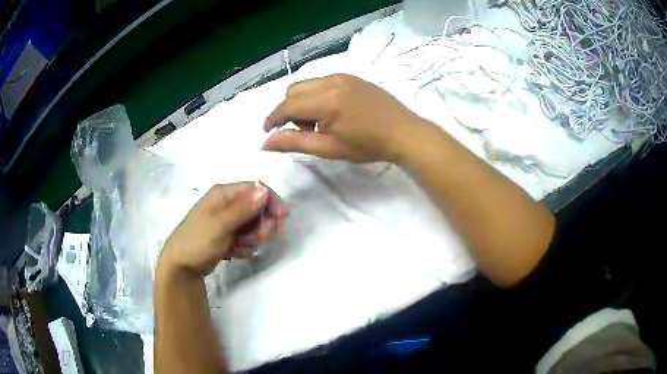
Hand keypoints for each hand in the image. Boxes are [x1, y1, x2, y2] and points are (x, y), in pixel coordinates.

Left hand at [158, 182, 288, 276]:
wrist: (181, 266)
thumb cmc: (197, 241)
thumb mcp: (220, 225)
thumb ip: (243, 209)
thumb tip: (264, 191)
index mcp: (223, 194)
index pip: (255, 189)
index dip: (270, 201)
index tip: (282, 217)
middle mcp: (226, 205)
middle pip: (257, 208)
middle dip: (262, 224)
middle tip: (261, 238)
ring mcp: (227, 222)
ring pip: (253, 225)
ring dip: (252, 237)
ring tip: (240, 247)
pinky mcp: (227, 237)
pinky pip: (245, 238)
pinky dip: (244, 246)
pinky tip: (233, 253)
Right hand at [262, 74, 424, 162]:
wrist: (404, 132)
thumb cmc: (368, 146)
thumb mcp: (329, 148)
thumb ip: (294, 142)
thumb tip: (265, 143)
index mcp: (325, 100)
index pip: (287, 106)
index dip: (273, 118)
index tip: (267, 131)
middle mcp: (331, 81)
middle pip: (293, 90)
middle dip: (289, 110)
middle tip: (305, 130)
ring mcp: (343, 76)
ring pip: (307, 84)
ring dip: (303, 101)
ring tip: (321, 121)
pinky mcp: (352, 76)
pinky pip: (323, 81)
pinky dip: (317, 94)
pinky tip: (333, 110)